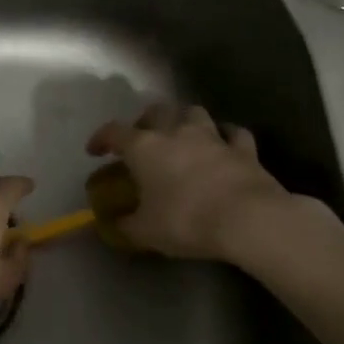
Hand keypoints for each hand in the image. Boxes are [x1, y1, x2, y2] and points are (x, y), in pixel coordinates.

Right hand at [87, 104, 339, 268]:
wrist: (248, 219)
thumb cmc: (186, 220)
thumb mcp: (147, 231)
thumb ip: (126, 225)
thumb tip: (113, 225)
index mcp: (144, 147)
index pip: (113, 132)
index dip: (101, 138)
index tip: (95, 151)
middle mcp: (175, 132)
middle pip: (155, 111)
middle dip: (145, 121)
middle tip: (143, 138)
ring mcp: (212, 137)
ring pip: (194, 113)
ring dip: (185, 120)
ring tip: (183, 135)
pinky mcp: (243, 149)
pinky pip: (233, 133)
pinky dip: (227, 136)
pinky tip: (225, 144)